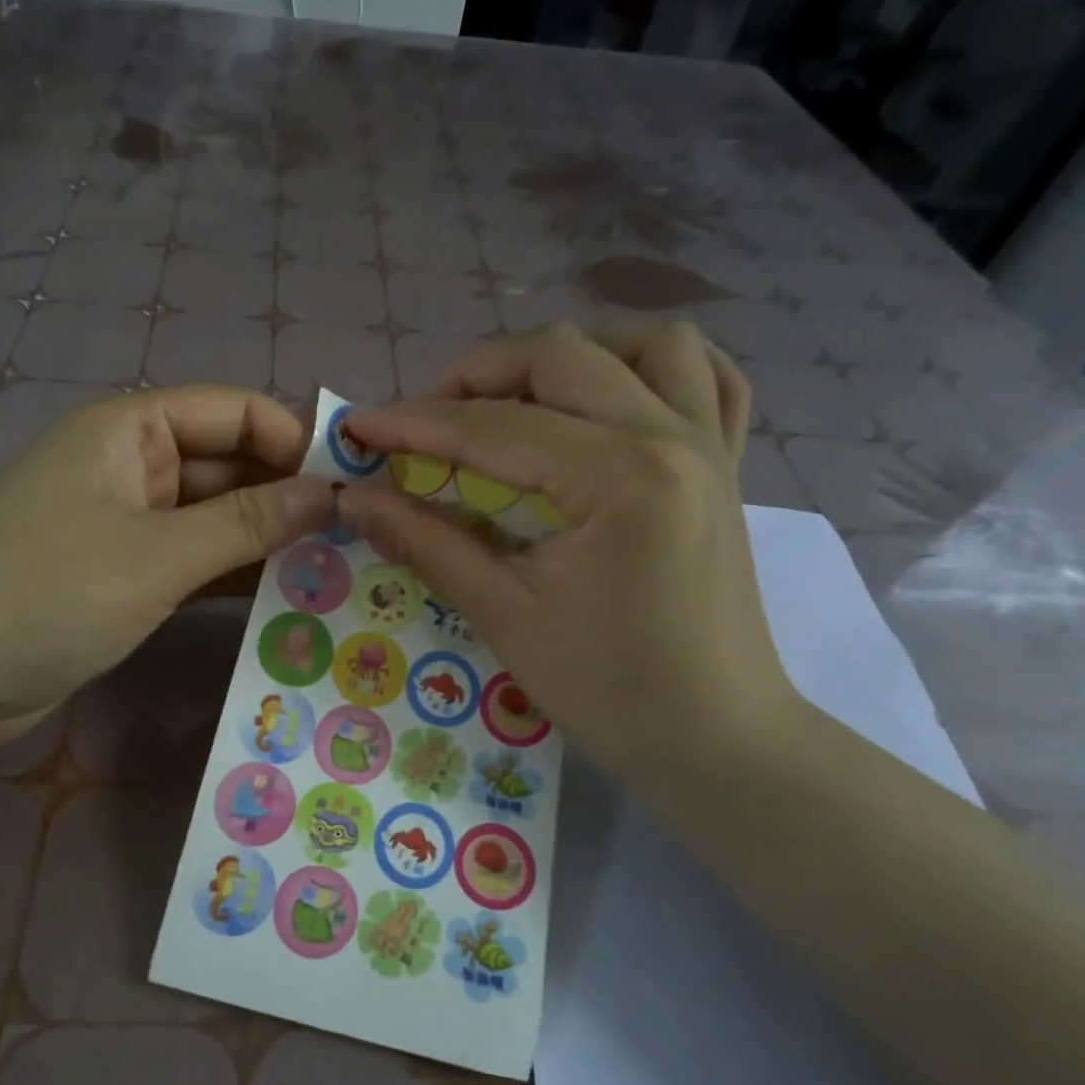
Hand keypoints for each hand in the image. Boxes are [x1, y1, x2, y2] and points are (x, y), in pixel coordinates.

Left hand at [0, 385, 332, 750]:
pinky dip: (231, 575)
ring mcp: (126, 524)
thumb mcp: (156, 554)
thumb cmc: (46, 593)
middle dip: (286, 495)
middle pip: (227, 465)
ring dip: (264, 540)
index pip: (234, 412)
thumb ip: (246, 523)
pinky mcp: (122, 575)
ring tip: (335, 569)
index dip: (293, 441)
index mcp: (131, 430)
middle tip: (355, 537)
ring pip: (213, 518)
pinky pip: (192, 561)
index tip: (350, 485)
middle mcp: (131, 466)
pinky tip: (283, 598)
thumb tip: (328, 493)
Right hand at [337, 322, 798, 791]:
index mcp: (619, 477)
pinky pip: (708, 379)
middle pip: (560, 356)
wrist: (717, 741)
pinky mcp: (728, 465)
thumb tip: (356, 500)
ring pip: (642, 344)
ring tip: (517, 401)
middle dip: (476, 375)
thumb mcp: (505, 617)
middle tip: (424, 421)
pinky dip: (652, 369)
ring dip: (568, 358)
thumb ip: (428, 544)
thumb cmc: (610, 692)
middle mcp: (672, 436)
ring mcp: (711, 444)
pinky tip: (612, 397)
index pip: (494, 427)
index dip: (414, 423)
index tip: (359, 428)